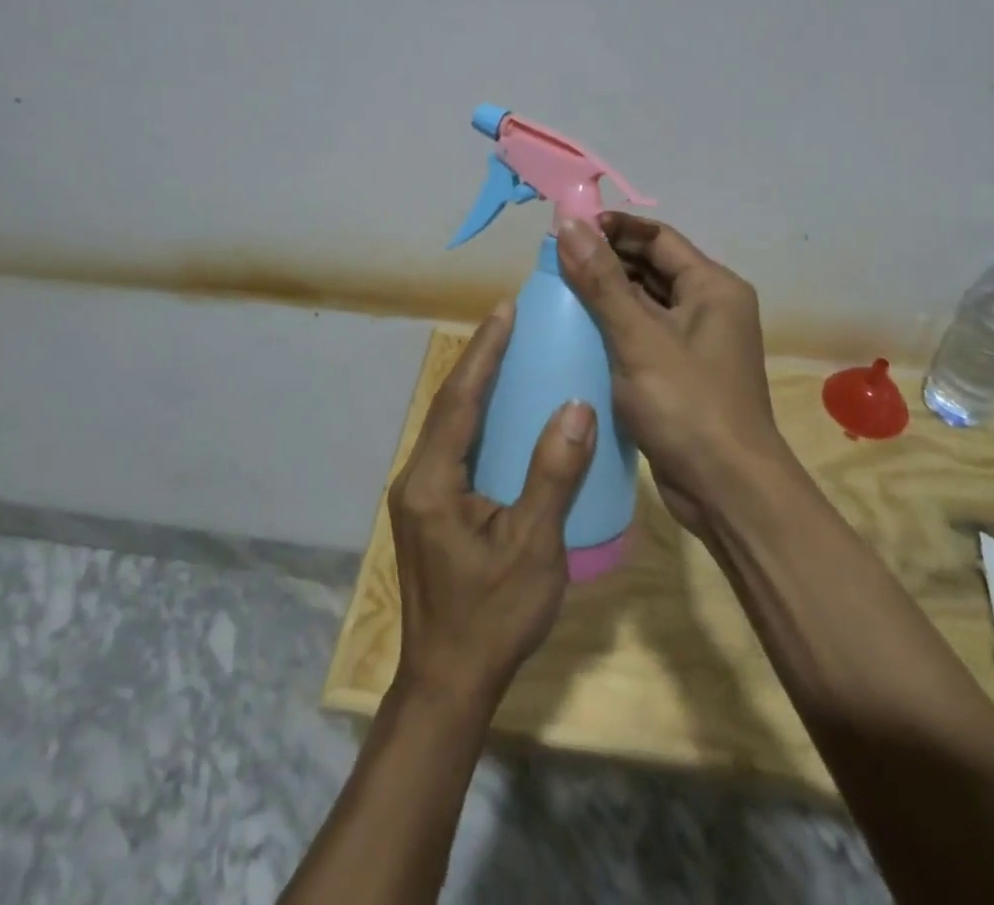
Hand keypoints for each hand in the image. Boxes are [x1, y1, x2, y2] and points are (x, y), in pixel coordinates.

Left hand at [387, 302, 596, 715]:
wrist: (448, 683)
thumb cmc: (492, 616)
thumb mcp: (533, 546)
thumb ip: (553, 474)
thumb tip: (577, 406)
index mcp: (432, 481)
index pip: (458, 400)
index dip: (483, 353)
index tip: (504, 311)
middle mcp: (416, 478)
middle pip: (448, 406)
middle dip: (477, 361)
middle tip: (510, 323)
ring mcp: (419, 496)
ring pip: (448, 426)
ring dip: (475, 388)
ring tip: (508, 355)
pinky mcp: (430, 511)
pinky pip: (454, 448)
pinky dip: (477, 419)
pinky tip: (502, 417)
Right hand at [556, 213, 787, 533]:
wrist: (727, 491)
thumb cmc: (688, 405)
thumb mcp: (639, 338)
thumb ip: (602, 281)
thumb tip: (568, 224)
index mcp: (712, 287)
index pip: (658, 237)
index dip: (613, 228)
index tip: (567, 229)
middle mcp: (709, 307)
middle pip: (651, 268)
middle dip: (605, 261)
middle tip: (554, 262)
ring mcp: (695, 343)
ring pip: (644, 303)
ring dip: (605, 296)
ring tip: (557, 292)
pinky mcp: (680, 373)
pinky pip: (642, 336)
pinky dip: (613, 329)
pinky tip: (576, 333)